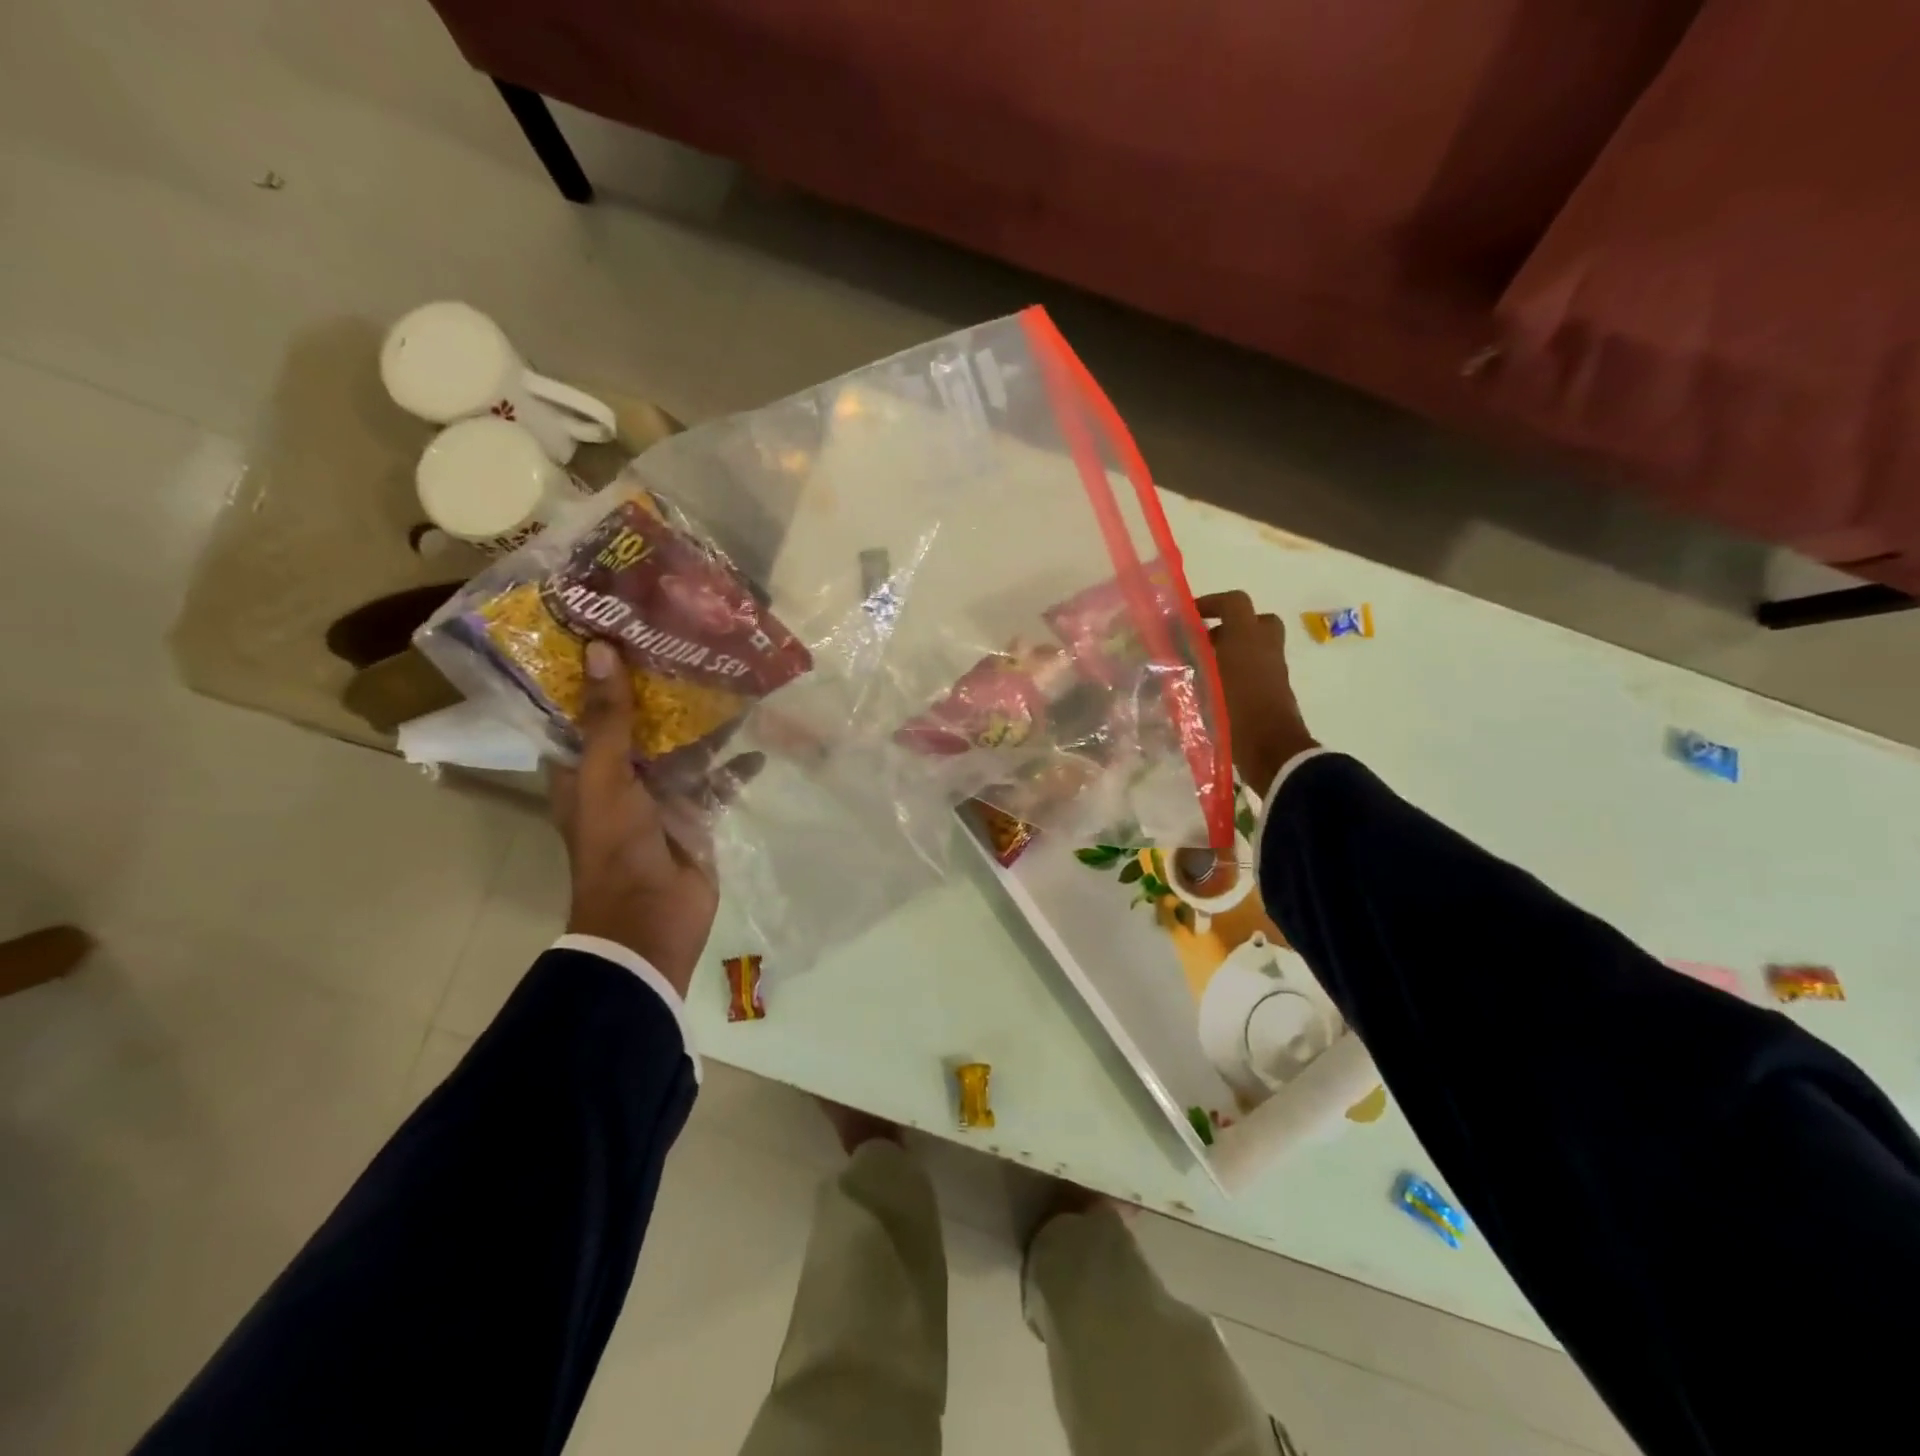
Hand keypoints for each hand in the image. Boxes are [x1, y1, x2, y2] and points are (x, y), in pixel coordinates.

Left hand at [550, 641, 753, 993]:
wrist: (651, 920)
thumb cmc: (615, 846)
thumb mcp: (606, 777)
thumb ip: (608, 720)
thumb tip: (600, 649)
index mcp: (584, 769)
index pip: (584, 713)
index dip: (596, 676)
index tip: (617, 632)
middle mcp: (621, 778)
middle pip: (640, 726)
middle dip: (661, 692)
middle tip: (686, 646)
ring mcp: (661, 798)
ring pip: (684, 750)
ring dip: (705, 725)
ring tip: (730, 685)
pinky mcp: (696, 815)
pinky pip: (718, 782)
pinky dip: (736, 767)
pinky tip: (758, 747)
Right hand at [1194, 591, 1316, 796]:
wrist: (1272, 750)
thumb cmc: (1235, 712)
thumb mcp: (1203, 684)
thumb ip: (1189, 659)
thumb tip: (1174, 642)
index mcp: (1246, 638)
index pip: (1234, 602)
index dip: (1211, 602)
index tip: (1189, 616)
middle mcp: (1265, 646)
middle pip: (1253, 621)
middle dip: (1229, 626)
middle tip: (1205, 642)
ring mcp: (1275, 668)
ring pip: (1256, 645)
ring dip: (1234, 649)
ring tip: (1206, 668)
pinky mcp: (1277, 688)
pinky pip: (1258, 666)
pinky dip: (1240, 669)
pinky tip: (1217, 689)